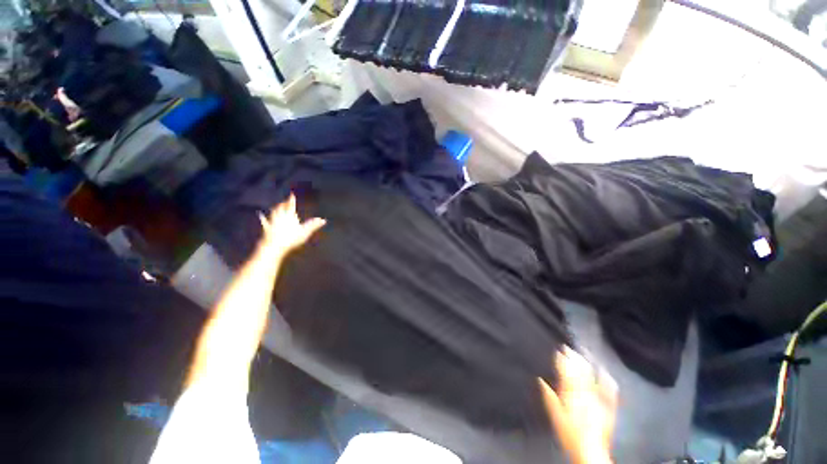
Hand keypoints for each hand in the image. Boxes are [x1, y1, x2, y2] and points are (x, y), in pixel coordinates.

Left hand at [258, 194, 325, 256]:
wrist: (274, 246)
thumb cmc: (291, 238)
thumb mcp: (305, 232)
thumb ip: (313, 225)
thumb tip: (323, 220)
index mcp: (290, 216)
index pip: (291, 206)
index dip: (291, 200)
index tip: (291, 194)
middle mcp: (280, 217)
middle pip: (281, 207)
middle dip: (283, 203)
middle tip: (284, 201)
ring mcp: (272, 222)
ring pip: (273, 212)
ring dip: (275, 208)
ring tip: (276, 206)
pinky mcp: (267, 228)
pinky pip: (264, 221)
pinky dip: (263, 217)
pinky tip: (260, 215)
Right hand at [539, 347, 616, 463]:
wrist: (590, 451)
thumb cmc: (569, 433)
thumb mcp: (554, 415)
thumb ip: (548, 396)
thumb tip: (540, 380)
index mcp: (571, 394)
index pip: (565, 372)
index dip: (561, 360)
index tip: (558, 350)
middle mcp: (585, 393)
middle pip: (579, 371)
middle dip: (573, 358)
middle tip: (568, 347)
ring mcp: (598, 399)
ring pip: (592, 377)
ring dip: (586, 364)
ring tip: (582, 353)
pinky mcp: (608, 407)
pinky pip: (609, 390)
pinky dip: (606, 379)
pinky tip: (605, 371)